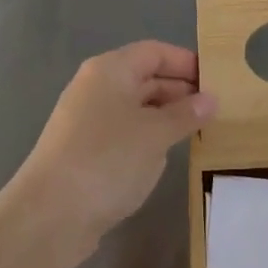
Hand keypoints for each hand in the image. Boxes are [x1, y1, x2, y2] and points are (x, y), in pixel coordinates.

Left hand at [13, 41, 216, 259]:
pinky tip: (169, 153)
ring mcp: (88, 120)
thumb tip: (211, 99)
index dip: (186, 62)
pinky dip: (149, 136)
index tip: (218, 79)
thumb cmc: (107, 160)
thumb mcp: (156, 134)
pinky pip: (126, 131)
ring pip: (137, 107)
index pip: (155, 52)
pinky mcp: (86, 150)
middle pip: (145, 77)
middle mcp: (96, 88)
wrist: (49, 216)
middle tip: (217, 108)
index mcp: (110, 70)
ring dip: (167, 116)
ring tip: (201, 130)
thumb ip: (186, 114)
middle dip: (181, 90)